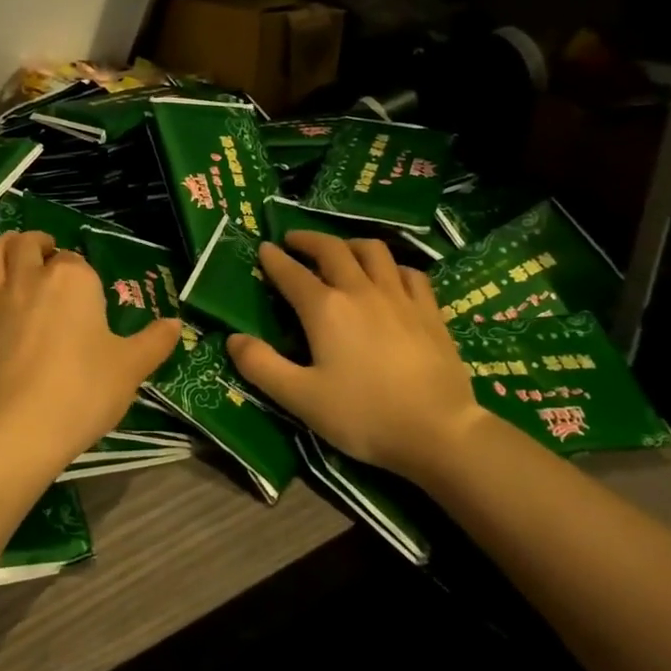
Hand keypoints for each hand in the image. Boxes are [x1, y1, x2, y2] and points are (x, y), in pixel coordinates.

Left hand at [0, 232, 180, 467]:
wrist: (20, 431)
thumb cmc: (83, 393)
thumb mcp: (131, 369)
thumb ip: (154, 342)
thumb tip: (176, 324)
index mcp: (73, 282)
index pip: (77, 262)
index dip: (81, 272)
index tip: (87, 289)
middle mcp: (29, 281)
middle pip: (28, 246)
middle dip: (38, 243)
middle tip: (46, 251)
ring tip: (8, 247)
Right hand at [227, 231, 488, 477]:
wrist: (438, 430)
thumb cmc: (363, 415)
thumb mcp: (300, 398)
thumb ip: (261, 366)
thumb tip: (232, 338)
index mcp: (325, 309)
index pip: (291, 273)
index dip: (274, 259)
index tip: (264, 247)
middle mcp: (360, 290)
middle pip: (332, 249)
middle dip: (308, 240)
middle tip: (294, 240)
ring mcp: (399, 297)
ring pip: (373, 251)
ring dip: (350, 244)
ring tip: (340, 250)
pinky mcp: (429, 310)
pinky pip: (409, 272)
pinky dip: (392, 266)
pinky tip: (390, 276)